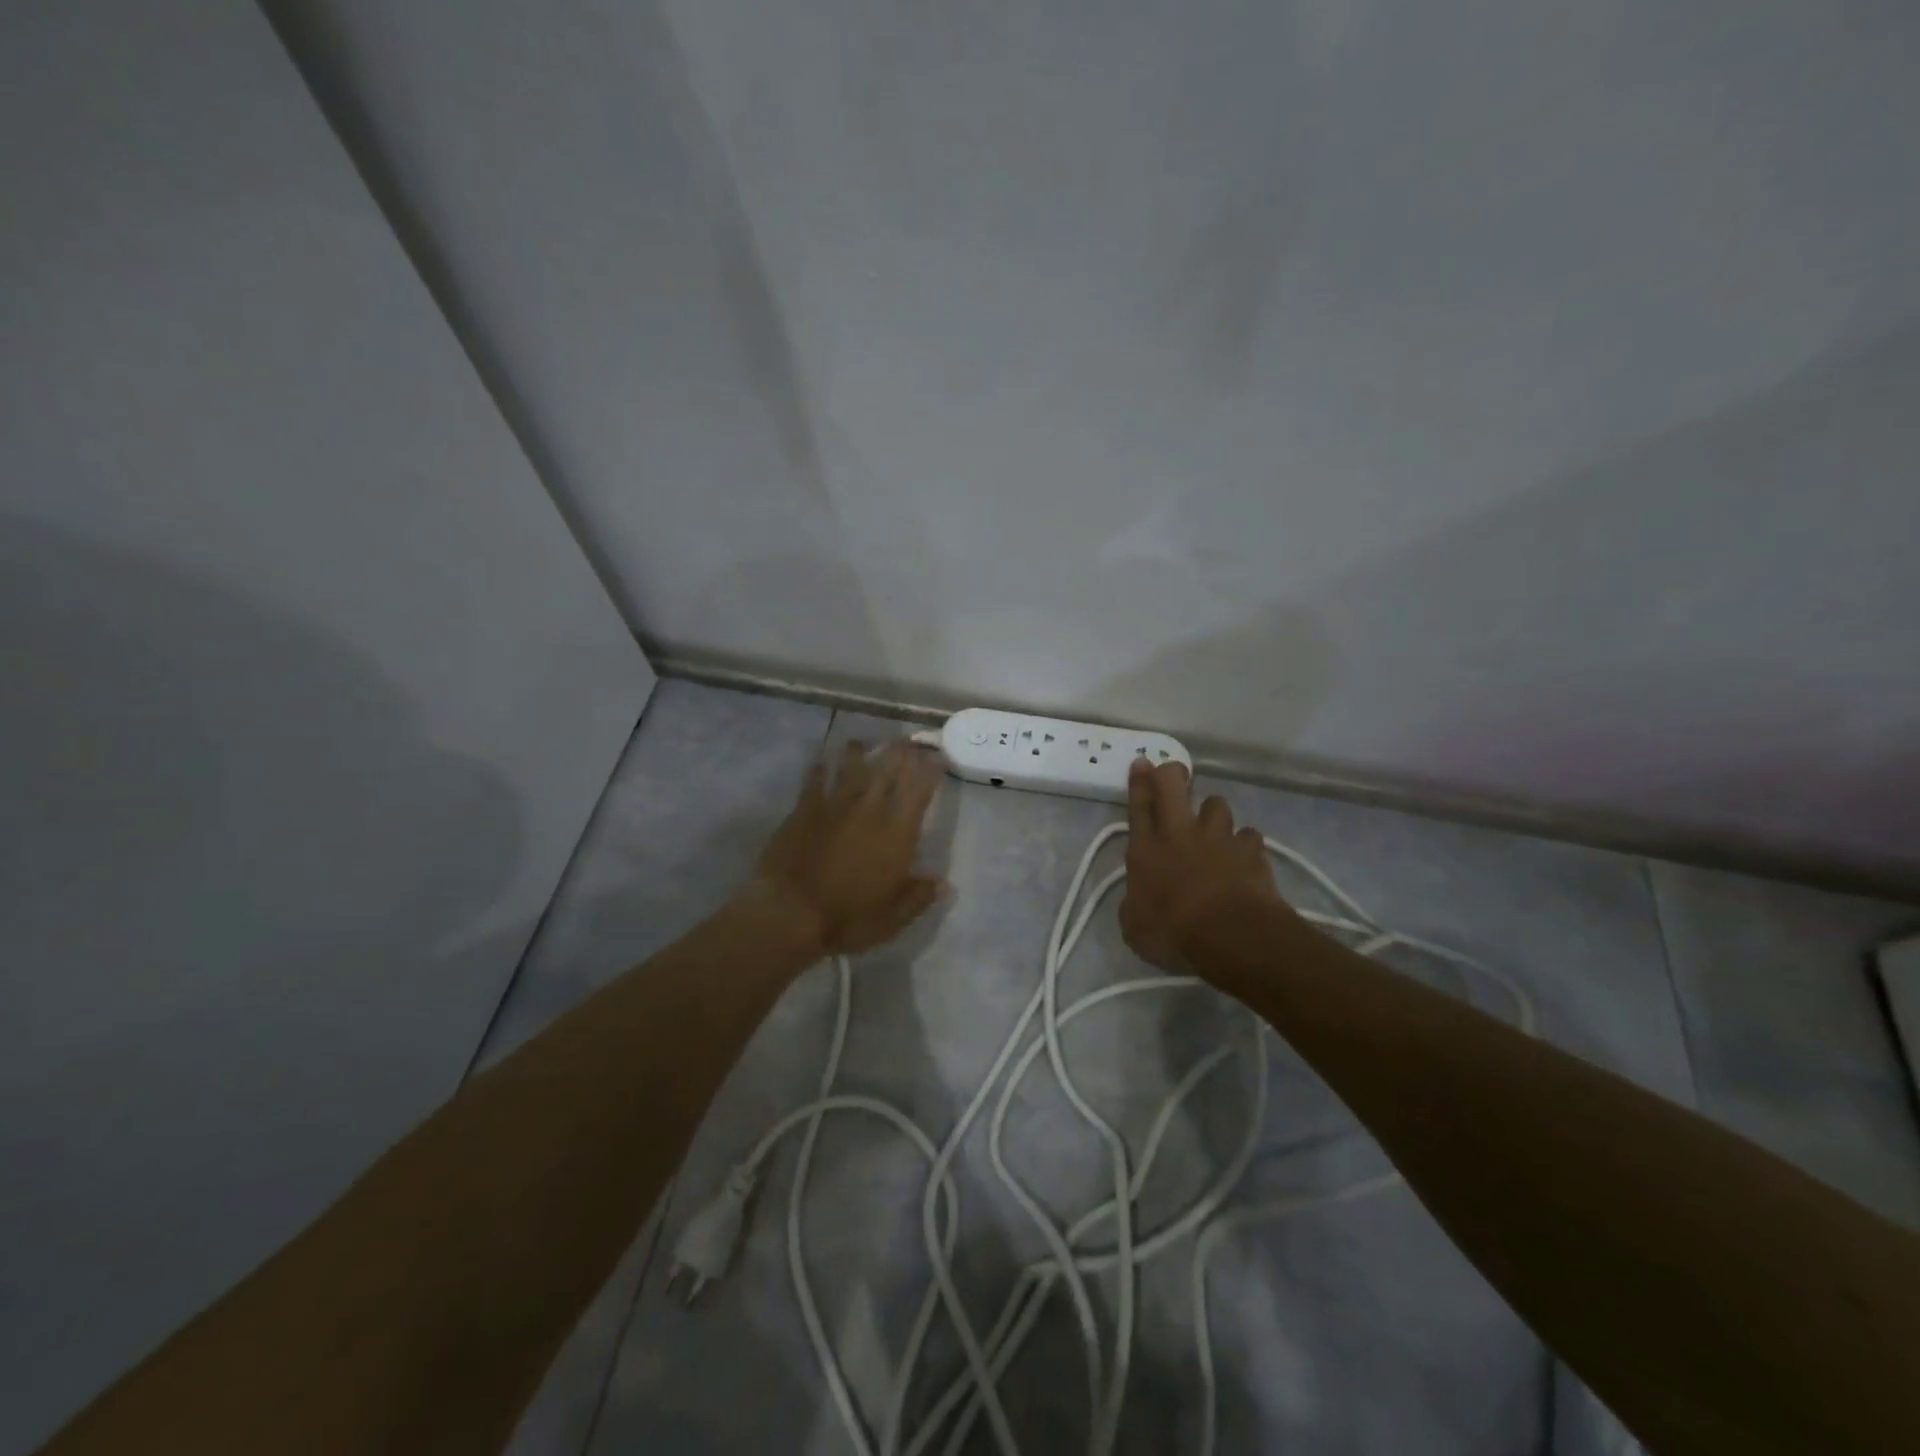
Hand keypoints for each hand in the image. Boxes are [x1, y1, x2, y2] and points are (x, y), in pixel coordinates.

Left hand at [750, 739, 946, 956]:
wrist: (790, 913)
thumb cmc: (848, 918)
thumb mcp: (893, 917)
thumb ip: (919, 896)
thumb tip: (945, 884)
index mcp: (897, 832)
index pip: (919, 790)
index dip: (929, 770)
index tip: (935, 757)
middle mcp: (870, 809)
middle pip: (888, 769)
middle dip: (899, 752)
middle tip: (905, 740)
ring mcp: (835, 805)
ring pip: (851, 767)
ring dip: (859, 752)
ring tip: (862, 742)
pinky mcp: (804, 809)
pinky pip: (816, 780)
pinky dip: (821, 768)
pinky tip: (822, 761)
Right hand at [1119, 757, 1284, 974]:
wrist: (1232, 935)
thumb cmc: (1173, 933)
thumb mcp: (1134, 926)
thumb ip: (1135, 903)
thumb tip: (1139, 899)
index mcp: (1145, 849)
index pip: (1138, 805)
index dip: (1139, 782)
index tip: (1142, 762)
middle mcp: (1180, 832)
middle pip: (1173, 784)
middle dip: (1172, 774)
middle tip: (1174, 775)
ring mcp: (1218, 837)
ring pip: (1216, 803)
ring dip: (1213, 812)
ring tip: (1214, 829)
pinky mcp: (1251, 849)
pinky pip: (1248, 835)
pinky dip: (1245, 844)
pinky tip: (1244, 858)